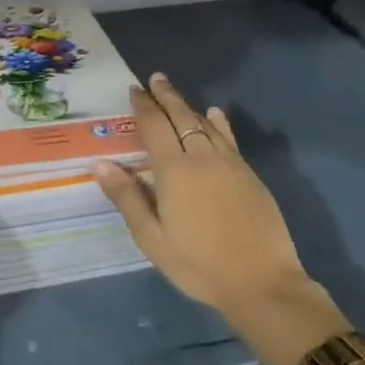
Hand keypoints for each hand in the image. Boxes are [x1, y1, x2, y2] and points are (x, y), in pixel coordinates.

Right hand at [94, 73, 313, 323]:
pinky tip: (215, 116)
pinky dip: (218, 124)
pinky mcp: (250, 176)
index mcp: (175, 171)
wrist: (264, 285)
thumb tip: (100, 164)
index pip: (155, 126)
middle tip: (155, 79)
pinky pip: (229, 139)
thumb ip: (127, 198)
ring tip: (176, 96)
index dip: (143, 106)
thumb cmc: (200, 265)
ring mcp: (231, 165)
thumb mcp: (153, 239)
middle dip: (166, 96)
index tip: (134, 90)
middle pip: (182, 117)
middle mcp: (202, 158)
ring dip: (189, 107)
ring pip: (206, 125)